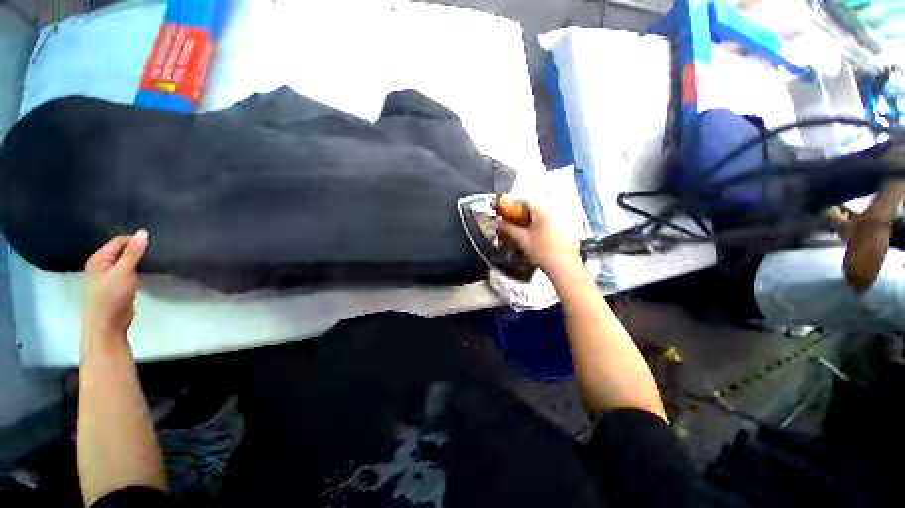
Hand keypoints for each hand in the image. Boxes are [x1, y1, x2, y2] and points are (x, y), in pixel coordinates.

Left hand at [82, 231, 147, 346]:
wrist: (107, 325)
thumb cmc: (111, 296)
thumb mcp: (123, 271)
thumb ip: (133, 252)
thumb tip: (143, 232)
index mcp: (99, 259)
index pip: (119, 241)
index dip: (135, 241)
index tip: (154, 245)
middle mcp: (102, 265)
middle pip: (122, 251)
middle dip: (138, 250)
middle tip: (157, 252)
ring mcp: (109, 277)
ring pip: (127, 262)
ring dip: (139, 261)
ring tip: (155, 260)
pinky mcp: (118, 286)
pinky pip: (129, 272)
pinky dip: (138, 270)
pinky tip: (148, 272)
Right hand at [495, 203, 581, 278]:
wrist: (564, 266)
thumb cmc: (541, 251)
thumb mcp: (522, 239)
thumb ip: (508, 229)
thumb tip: (496, 222)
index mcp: (542, 211)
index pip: (525, 202)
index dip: (513, 207)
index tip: (506, 215)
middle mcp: (555, 212)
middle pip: (535, 209)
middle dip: (523, 215)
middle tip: (515, 225)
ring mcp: (565, 221)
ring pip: (545, 217)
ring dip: (534, 222)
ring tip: (527, 233)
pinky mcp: (569, 230)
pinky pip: (554, 224)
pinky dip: (545, 227)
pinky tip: (542, 239)